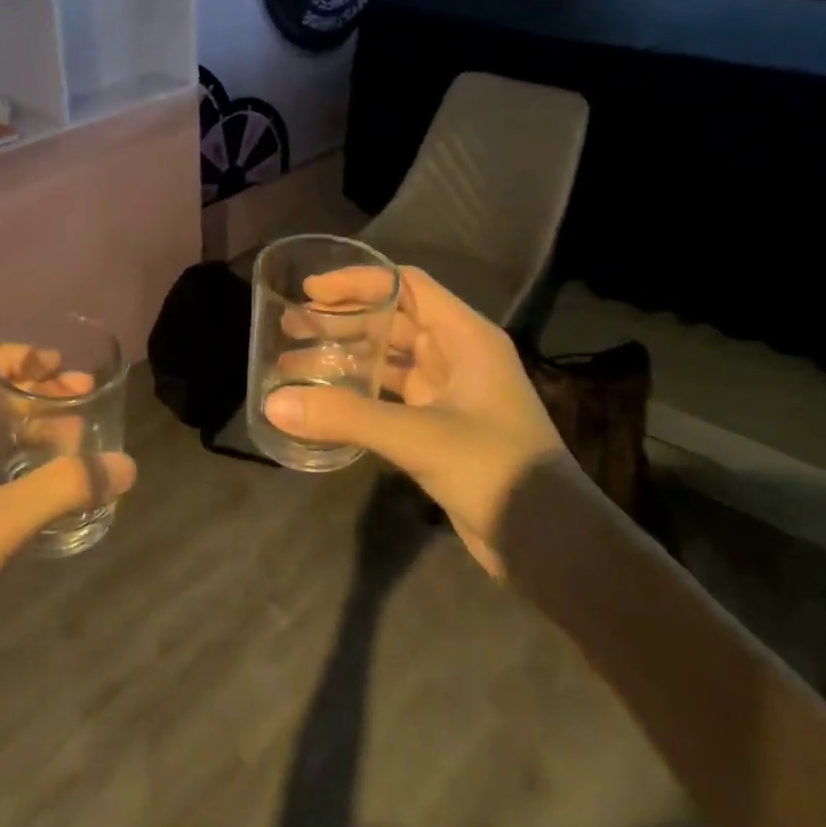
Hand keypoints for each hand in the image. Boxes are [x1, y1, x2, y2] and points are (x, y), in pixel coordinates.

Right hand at [263, 266, 570, 575]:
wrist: (552, 544)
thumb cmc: (496, 470)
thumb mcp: (419, 437)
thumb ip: (346, 416)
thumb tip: (273, 403)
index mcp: (466, 337)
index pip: (406, 285)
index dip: (358, 281)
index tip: (310, 291)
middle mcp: (458, 356)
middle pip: (392, 321)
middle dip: (341, 321)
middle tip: (290, 326)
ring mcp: (450, 393)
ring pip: (388, 360)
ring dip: (345, 357)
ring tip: (292, 361)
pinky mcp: (440, 427)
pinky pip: (390, 395)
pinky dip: (358, 392)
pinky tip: (323, 401)